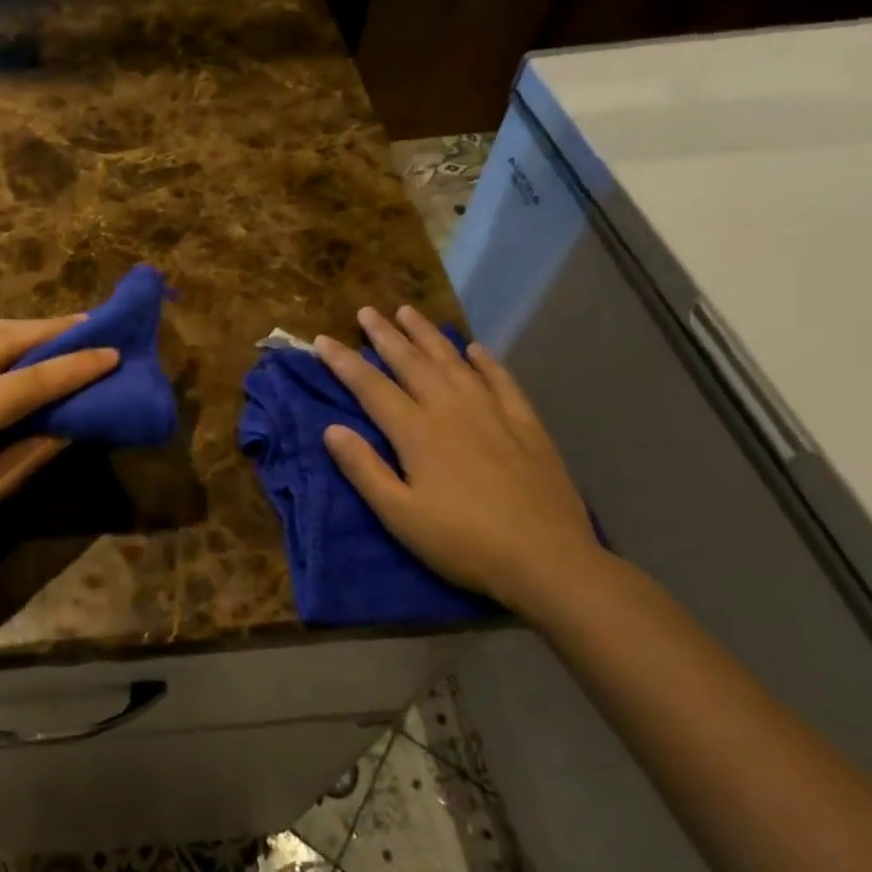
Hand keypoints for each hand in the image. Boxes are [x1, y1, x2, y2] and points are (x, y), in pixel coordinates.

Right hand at [315, 306, 600, 615]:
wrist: (549, 560)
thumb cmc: (464, 542)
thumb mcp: (400, 515)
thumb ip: (364, 469)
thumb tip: (331, 429)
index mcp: (417, 431)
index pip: (370, 386)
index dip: (344, 361)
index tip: (322, 339)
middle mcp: (451, 409)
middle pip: (411, 362)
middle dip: (385, 335)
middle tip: (367, 310)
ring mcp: (492, 413)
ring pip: (453, 362)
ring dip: (428, 335)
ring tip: (409, 312)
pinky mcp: (526, 425)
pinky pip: (501, 381)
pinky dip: (486, 361)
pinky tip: (475, 348)